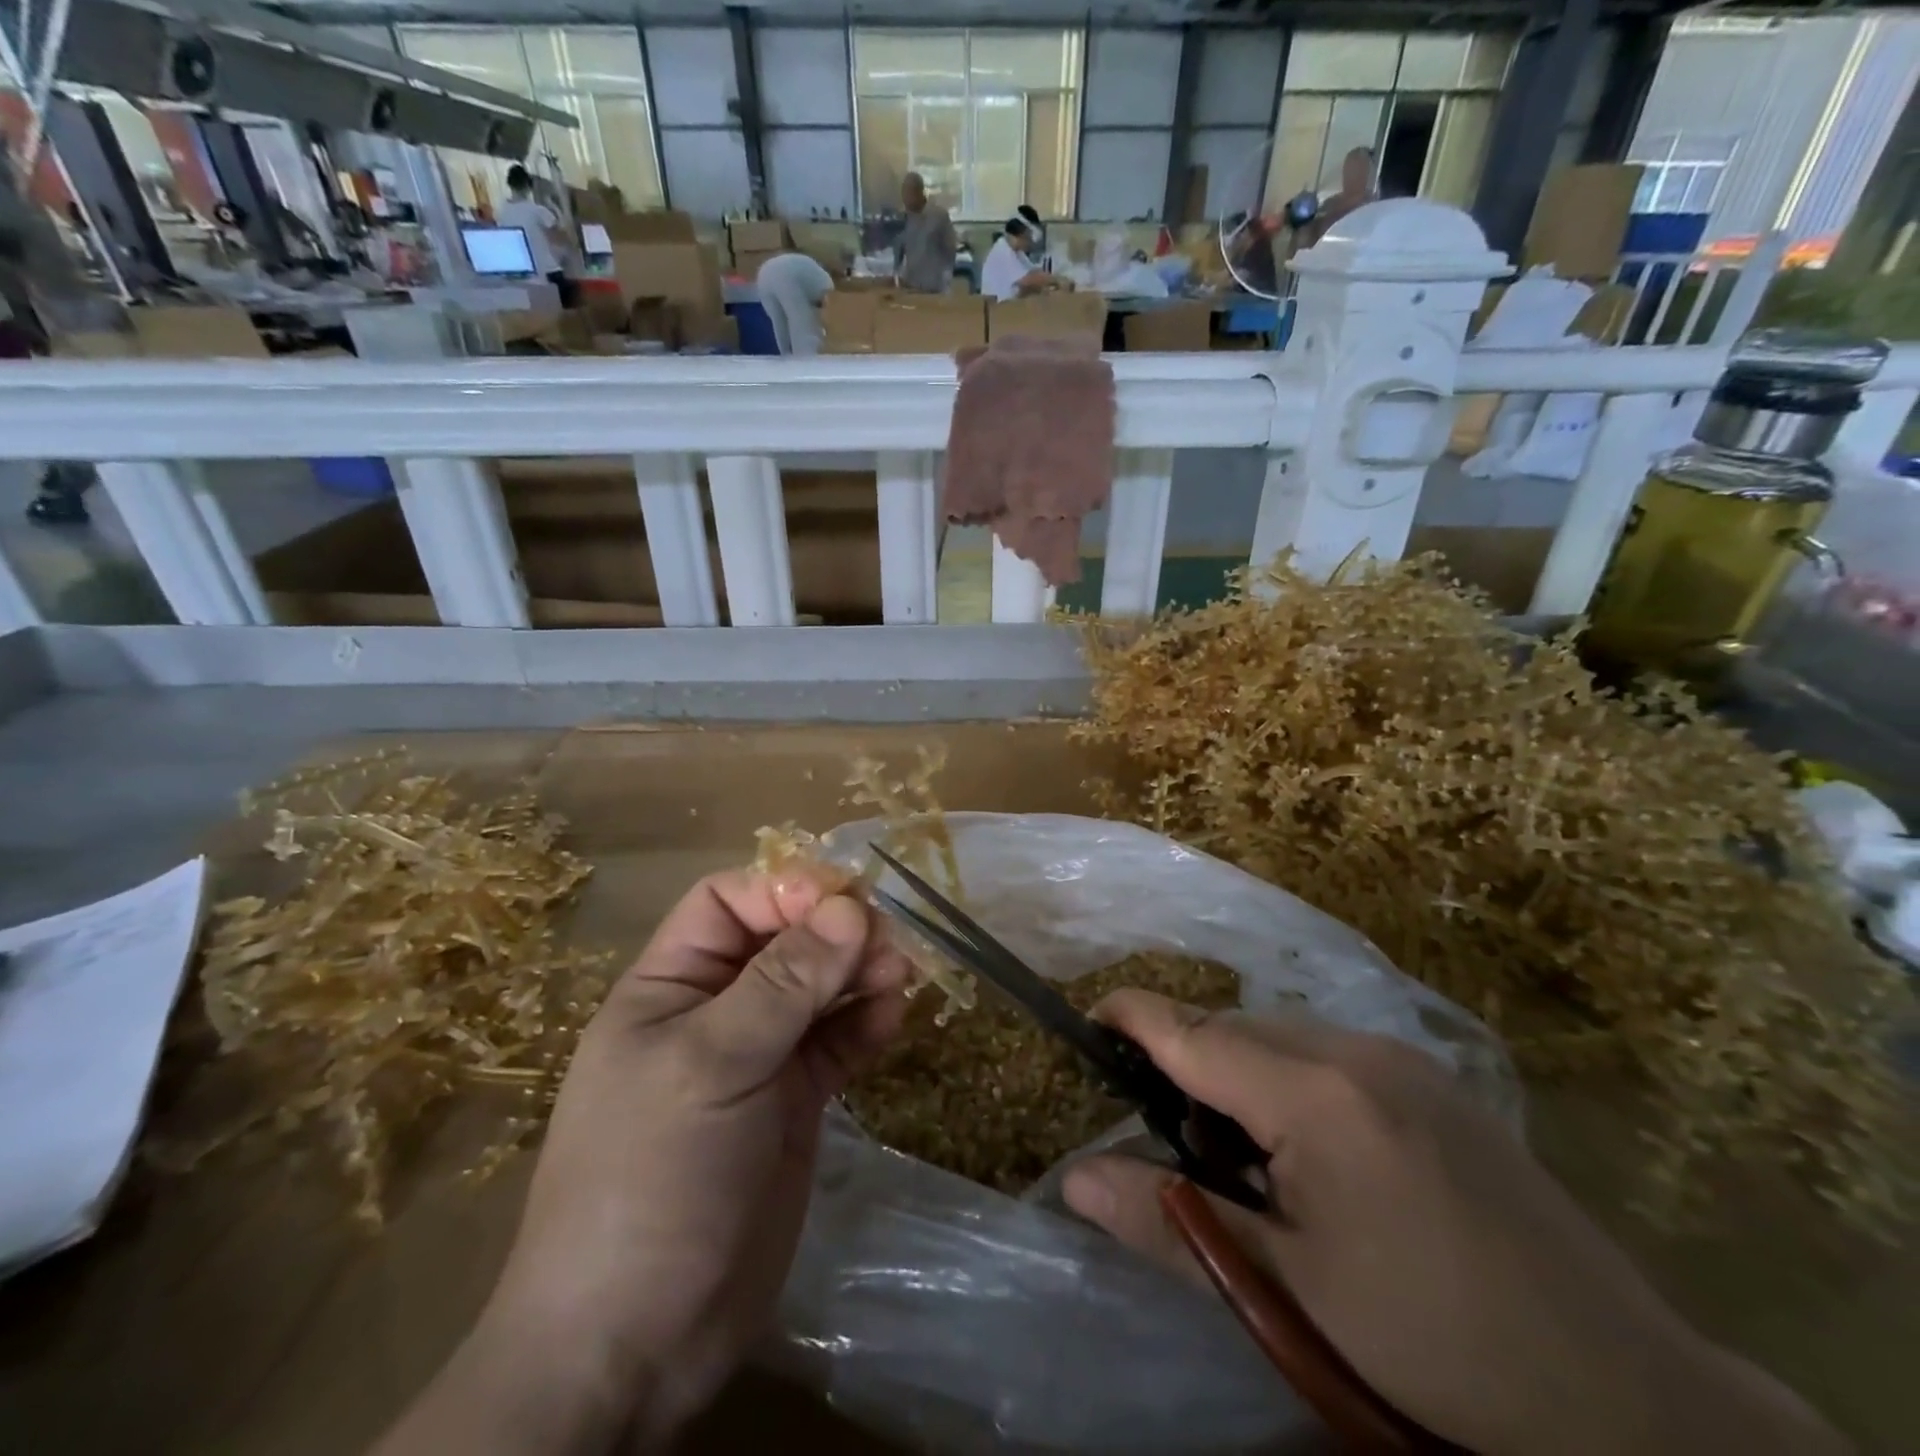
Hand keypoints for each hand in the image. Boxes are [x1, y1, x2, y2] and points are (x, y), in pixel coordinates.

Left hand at [378, 870, 908, 1454]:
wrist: (636, 1344)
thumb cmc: (652, 1178)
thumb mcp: (712, 1064)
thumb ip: (784, 984)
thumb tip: (849, 908)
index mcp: (669, 986)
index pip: (729, 904)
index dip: (784, 890)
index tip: (844, 899)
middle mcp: (714, 1011)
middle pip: (783, 941)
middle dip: (834, 933)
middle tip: (887, 942)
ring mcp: (756, 1059)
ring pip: (816, 991)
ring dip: (858, 975)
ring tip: (899, 976)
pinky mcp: (792, 1103)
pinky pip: (835, 1044)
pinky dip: (864, 1026)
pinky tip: (892, 1020)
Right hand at [1063, 994, 1845, 1455]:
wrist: (1630, 1397)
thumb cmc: (1436, 1347)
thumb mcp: (1290, 1293)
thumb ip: (1172, 1223)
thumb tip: (1075, 1179)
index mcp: (1316, 1096)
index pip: (1192, 1032)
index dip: (1131, 1018)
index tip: (1087, 1022)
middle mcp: (1357, 1050)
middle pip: (1233, 1029)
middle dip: (1186, 1064)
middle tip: (1177, 1142)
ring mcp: (1403, 1058)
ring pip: (1280, 1036)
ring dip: (1240, 1074)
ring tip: (1248, 1160)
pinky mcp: (1433, 1078)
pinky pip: (1328, 1051)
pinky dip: (1289, 1080)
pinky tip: (1313, 1155)